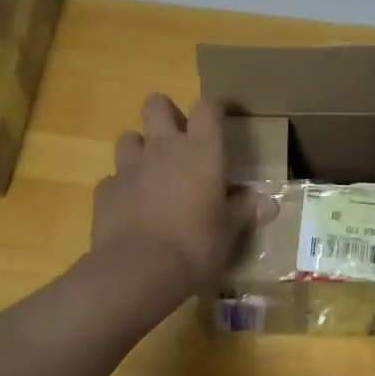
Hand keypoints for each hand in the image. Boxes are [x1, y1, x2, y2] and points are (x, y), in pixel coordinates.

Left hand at [93, 94, 261, 297]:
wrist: (137, 271)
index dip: (213, 108)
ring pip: (129, 137)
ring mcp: (130, 166)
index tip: (220, 120)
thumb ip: (245, 212)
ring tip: (151, 172)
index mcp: (201, 150)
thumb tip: (269, 204)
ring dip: (140, 148)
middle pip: (156, 104)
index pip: (207, 107)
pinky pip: (113, 177)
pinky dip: (122, 186)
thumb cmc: (195, 246)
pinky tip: (130, 207)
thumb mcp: (229, 232)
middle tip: (178, 140)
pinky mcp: (105, 189)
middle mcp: (164, 147)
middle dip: (166, 114)